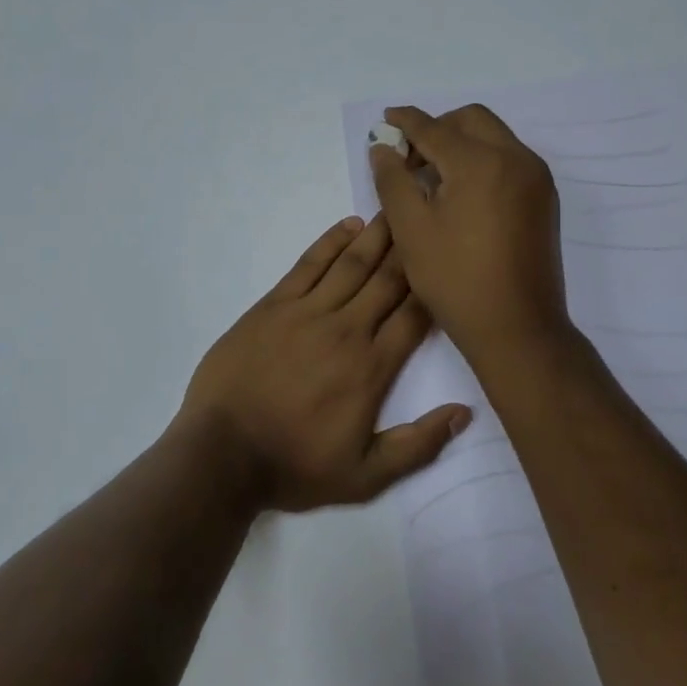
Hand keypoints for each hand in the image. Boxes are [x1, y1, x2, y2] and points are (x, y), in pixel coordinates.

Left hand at [176, 215, 471, 512]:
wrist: (223, 454)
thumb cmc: (294, 465)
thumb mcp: (365, 476)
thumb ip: (417, 445)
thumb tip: (464, 412)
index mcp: (372, 367)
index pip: (415, 315)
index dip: (435, 284)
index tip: (450, 257)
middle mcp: (346, 329)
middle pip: (388, 279)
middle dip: (411, 247)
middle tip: (430, 213)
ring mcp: (307, 312)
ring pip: (352, 264)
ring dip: (377, 235)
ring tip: (397, 208)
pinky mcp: (273, 305)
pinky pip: (308, 264)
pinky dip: (329, 242)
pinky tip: (348, 225)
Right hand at [368, 105, 571, 363]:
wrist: (517, 328)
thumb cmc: (456, 279)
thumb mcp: (410, 229)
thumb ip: (392, 180)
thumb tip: (383, 148)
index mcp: (481, 162)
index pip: (435, 128)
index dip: (406, 121)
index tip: (386, 119)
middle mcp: (516, 159)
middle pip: (471, 120)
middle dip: (437, 126)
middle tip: (409, 155)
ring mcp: (536, 179)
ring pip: (494, 136)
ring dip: (461, 141)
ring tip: (432, 173)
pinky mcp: (544, 198)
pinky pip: (509, 159)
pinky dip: (482, 159)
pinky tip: (461, 190)